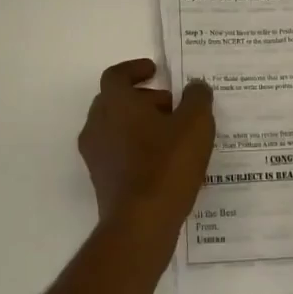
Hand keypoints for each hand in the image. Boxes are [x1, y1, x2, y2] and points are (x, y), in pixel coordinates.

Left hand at [78, 59, 216, 241]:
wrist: (140, 224)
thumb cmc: (167, 164)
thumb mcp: (195, 123)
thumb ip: (197, 98)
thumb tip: (195, 87)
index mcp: (115, 103)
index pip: (116, 75)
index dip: (135, 69)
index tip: (156, 71)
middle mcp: (97, 124)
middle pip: (114, 100)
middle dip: (142, 98)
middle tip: (170, 104)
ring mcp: (96, 155)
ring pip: (115, 127)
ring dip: (139, 124)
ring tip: (172, 135)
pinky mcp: (101, 181)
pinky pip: (117, 152)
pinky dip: (136, 148)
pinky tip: (165, 162)